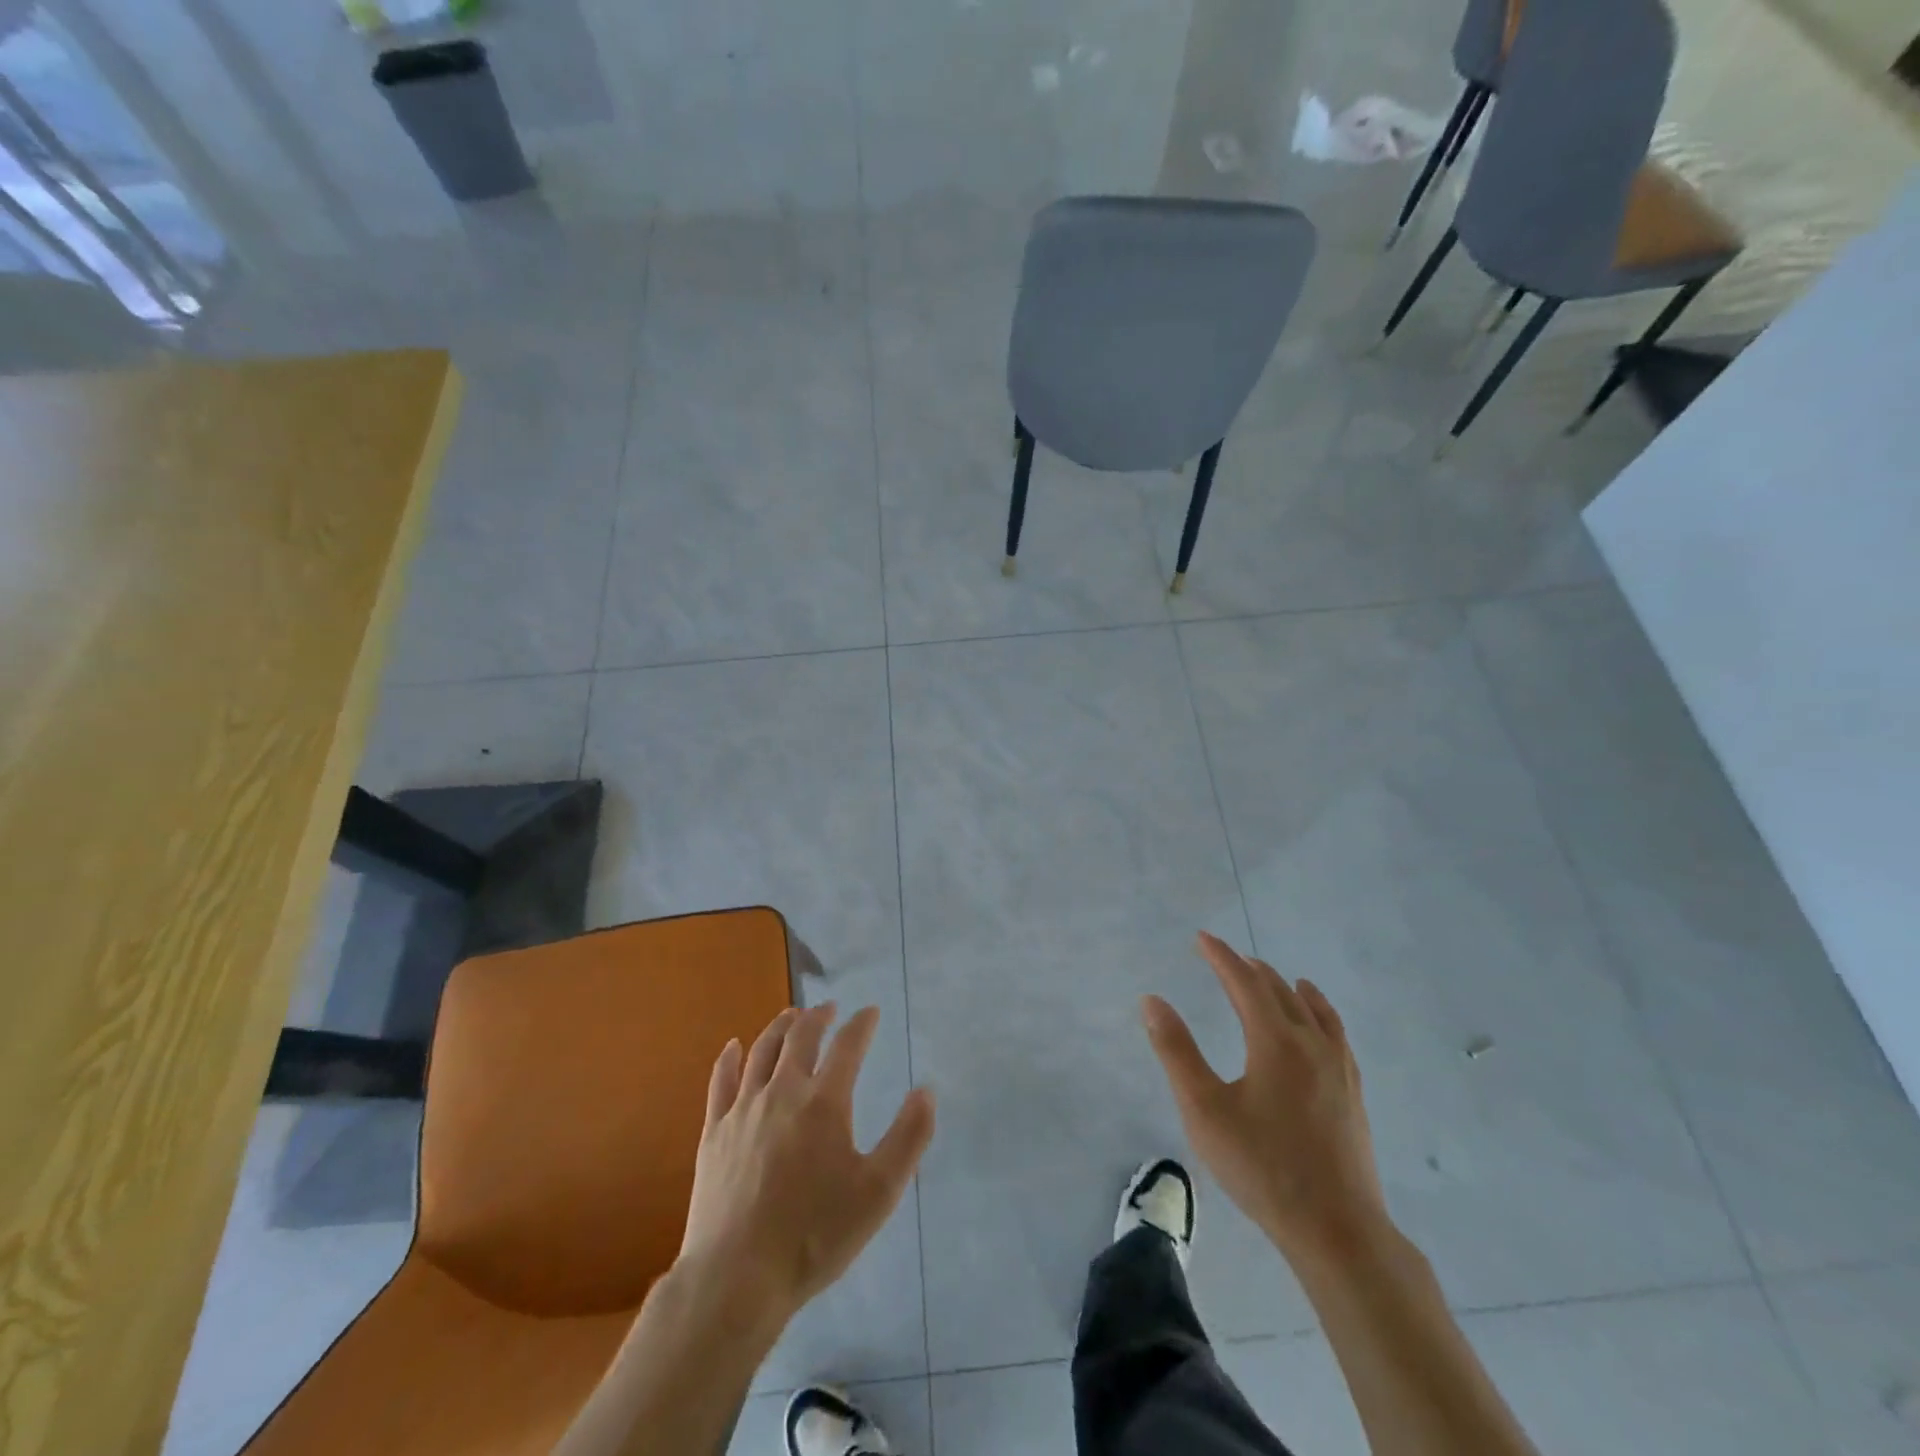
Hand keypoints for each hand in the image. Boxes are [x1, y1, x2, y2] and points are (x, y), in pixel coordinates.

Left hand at [677, 1004, 935, 1329]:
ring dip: (780, 1028)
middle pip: (801, 1037)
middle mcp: (783, 1092)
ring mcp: (743, 1110)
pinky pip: (721, 1082)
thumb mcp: (879, 1193)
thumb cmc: (815, 1235)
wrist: (737, 1278)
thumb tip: (927, 1090)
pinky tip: (733, 1047)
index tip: (870, 1011)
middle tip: (829, 1008)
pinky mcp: (713, 1132)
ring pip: (762, 1051)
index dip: (861, 1024)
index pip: (848, 1046)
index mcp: (825, 1102)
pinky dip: (729, 1058)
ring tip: (791, 1016)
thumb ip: (908, 1137)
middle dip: (818, 1017)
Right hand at [1142, 933, 1388, 1269]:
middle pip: (1279, 990)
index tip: (1201, 938)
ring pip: (1312, 1010)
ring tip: (1273, 975)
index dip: (1221, 957)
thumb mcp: (1204, 1110)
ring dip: (1285, 987)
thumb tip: (1152, 1001)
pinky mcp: (1352, 1093)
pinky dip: (1321, 1012)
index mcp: (1275, 1041)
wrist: (1337, 1230)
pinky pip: (1335, 1034)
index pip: (1244, 983)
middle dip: (1249, 968)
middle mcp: (1311, 1044)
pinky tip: (1318, 1023)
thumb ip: (1176, 1051)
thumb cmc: (1262, 1167)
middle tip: (1225, 957)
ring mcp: (1338, 1069)